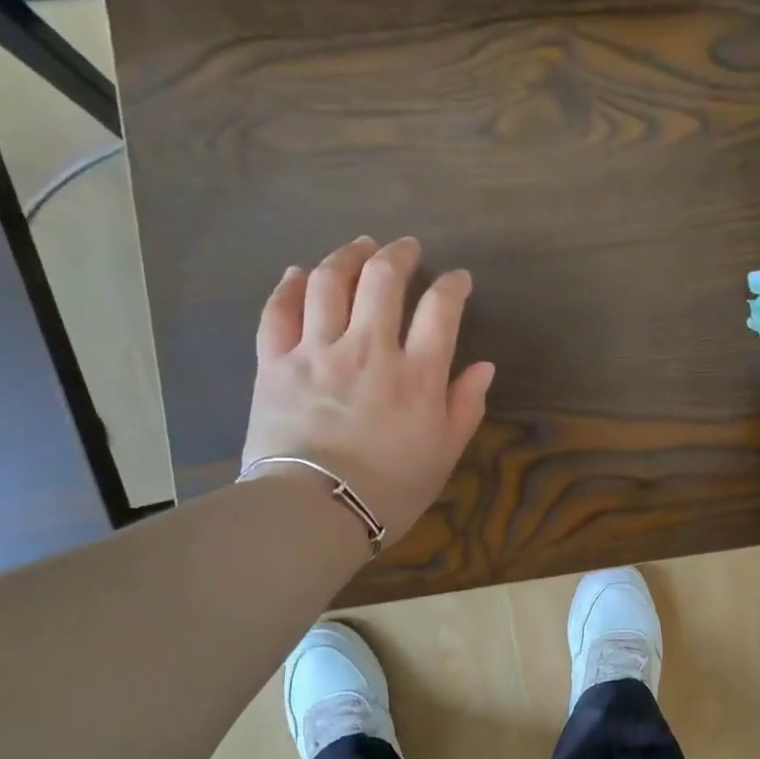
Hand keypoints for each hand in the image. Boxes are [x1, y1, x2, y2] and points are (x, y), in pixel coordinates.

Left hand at [240, 236, 493, 540]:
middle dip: (398, 255)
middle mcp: (369, 349)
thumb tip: (483, 367)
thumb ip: (465, 406)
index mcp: (416, 374)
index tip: (458, 279)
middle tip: (406, 249)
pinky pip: (278, 311)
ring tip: (358, 247)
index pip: (440, 309)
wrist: (315, 511)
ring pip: (328, 282)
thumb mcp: (444, 454)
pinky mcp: (276, 363)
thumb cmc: (390, 490)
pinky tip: (299, 272)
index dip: (452, 286)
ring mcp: (317, 351)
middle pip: (382, 280)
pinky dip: (289, 286)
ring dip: (346, 256)